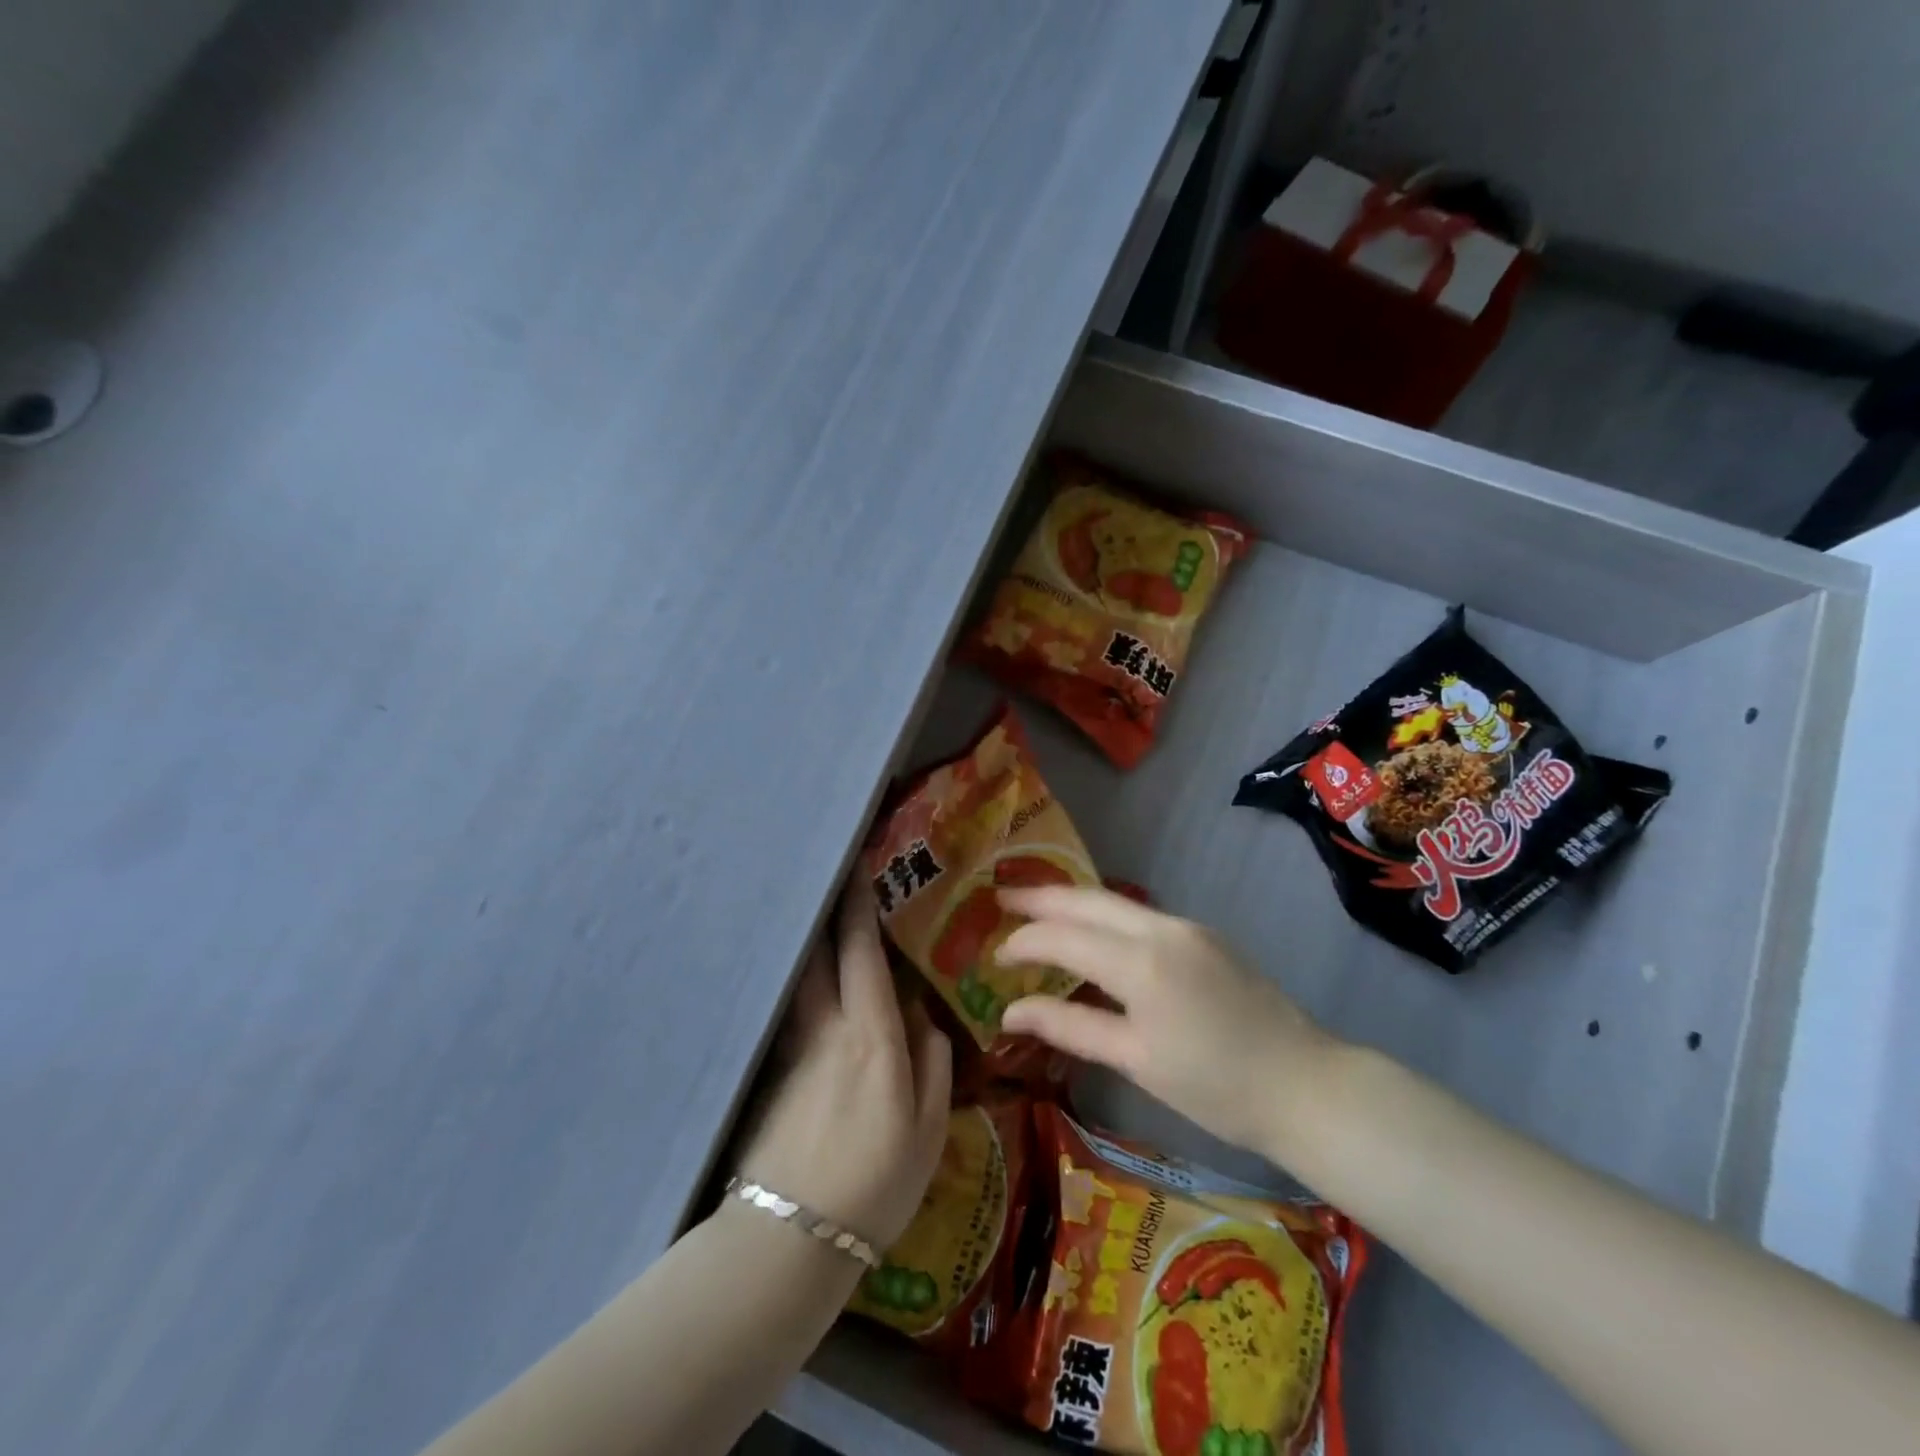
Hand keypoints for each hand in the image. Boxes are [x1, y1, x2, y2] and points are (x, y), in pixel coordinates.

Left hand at [735, 882, 952, 1249]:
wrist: (790, 1238)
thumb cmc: (875, 1184)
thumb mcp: (928, 1131)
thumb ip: (932, 1065)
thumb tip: (925, 1019)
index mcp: (871, 1036)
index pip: (861, 953)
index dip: (858, 907)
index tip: (856, 868)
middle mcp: (827, 1028)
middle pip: (818, 953)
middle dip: (823, 910)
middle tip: (827, 876)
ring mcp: (792, 1049)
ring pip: (798, 979)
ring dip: (806, 942)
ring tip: (815, 919)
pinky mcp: (771, 1072)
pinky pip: (790, 1010)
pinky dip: (798, 983)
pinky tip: (806, 985)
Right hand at [996, 886, 1335, 1159]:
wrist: (1307, 1085)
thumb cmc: (1216, 1087)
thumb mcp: (1136, 1061)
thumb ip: (1069, 1027)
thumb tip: (1009, 1013)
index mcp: (1141, 962)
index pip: (1063, 936)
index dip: (1023, 942)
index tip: (993, 956)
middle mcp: (1161, 928)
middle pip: (1087, 899)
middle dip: (1040, 897)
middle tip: (1001, 899)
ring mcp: (1187, 926)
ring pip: (1114, 901)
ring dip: (1071, 902)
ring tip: (1035, 908)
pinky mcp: (1203, 934)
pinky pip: (1138, 914)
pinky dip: (1103, 916)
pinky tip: (1090, 931)